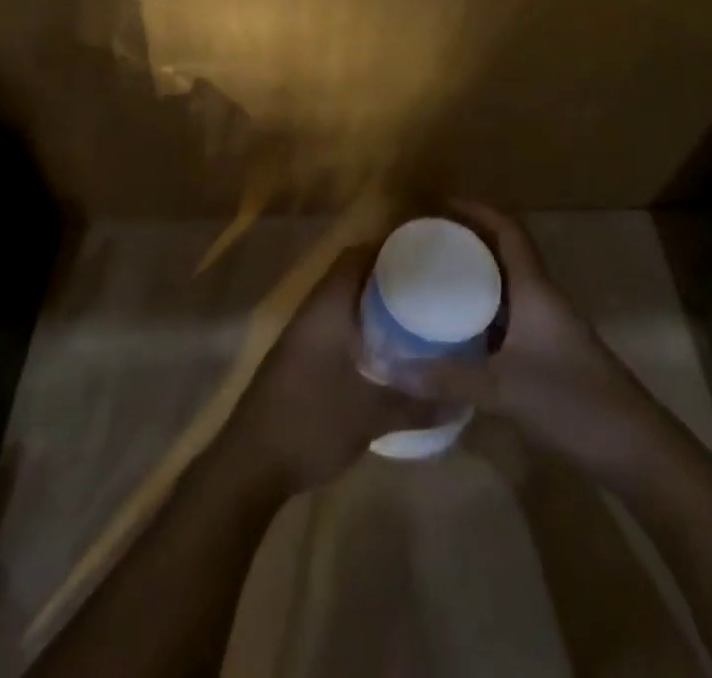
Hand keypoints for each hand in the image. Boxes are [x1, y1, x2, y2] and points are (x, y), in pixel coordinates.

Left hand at [220, 245, 435, 493]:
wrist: (250, 462)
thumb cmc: (311, 423)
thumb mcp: (370, 417)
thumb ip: (416, 405)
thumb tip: (461, 399)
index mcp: (327, 308)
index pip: (355, 257)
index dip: (386, 248)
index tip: (422, 255)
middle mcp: (312, 312)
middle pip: (350, 277)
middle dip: (386, 279)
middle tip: (428, 289)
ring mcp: (302, 336)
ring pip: (342, 304)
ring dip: (372, 306)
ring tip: (414, 318)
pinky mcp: (298, 359)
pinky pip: (334, 327)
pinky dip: (359, 329)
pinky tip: (384, 354)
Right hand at [395, 203, 663, 468]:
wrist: (637, 452)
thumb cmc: (572, 402)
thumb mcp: (503, 389)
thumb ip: (446, 378)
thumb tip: (389, 368)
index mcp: (535, 290)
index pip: (508, 231)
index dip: (478, 210)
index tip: (442, 203)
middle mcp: (543, 300)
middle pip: (506, 255)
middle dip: (469, 243)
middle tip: (428, 243)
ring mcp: (550, 329)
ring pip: (508, 290)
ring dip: (476, 280)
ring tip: (435, 281)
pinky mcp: (552, 357)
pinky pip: (511, 320)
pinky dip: (484, 317)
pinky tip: (460, 335)